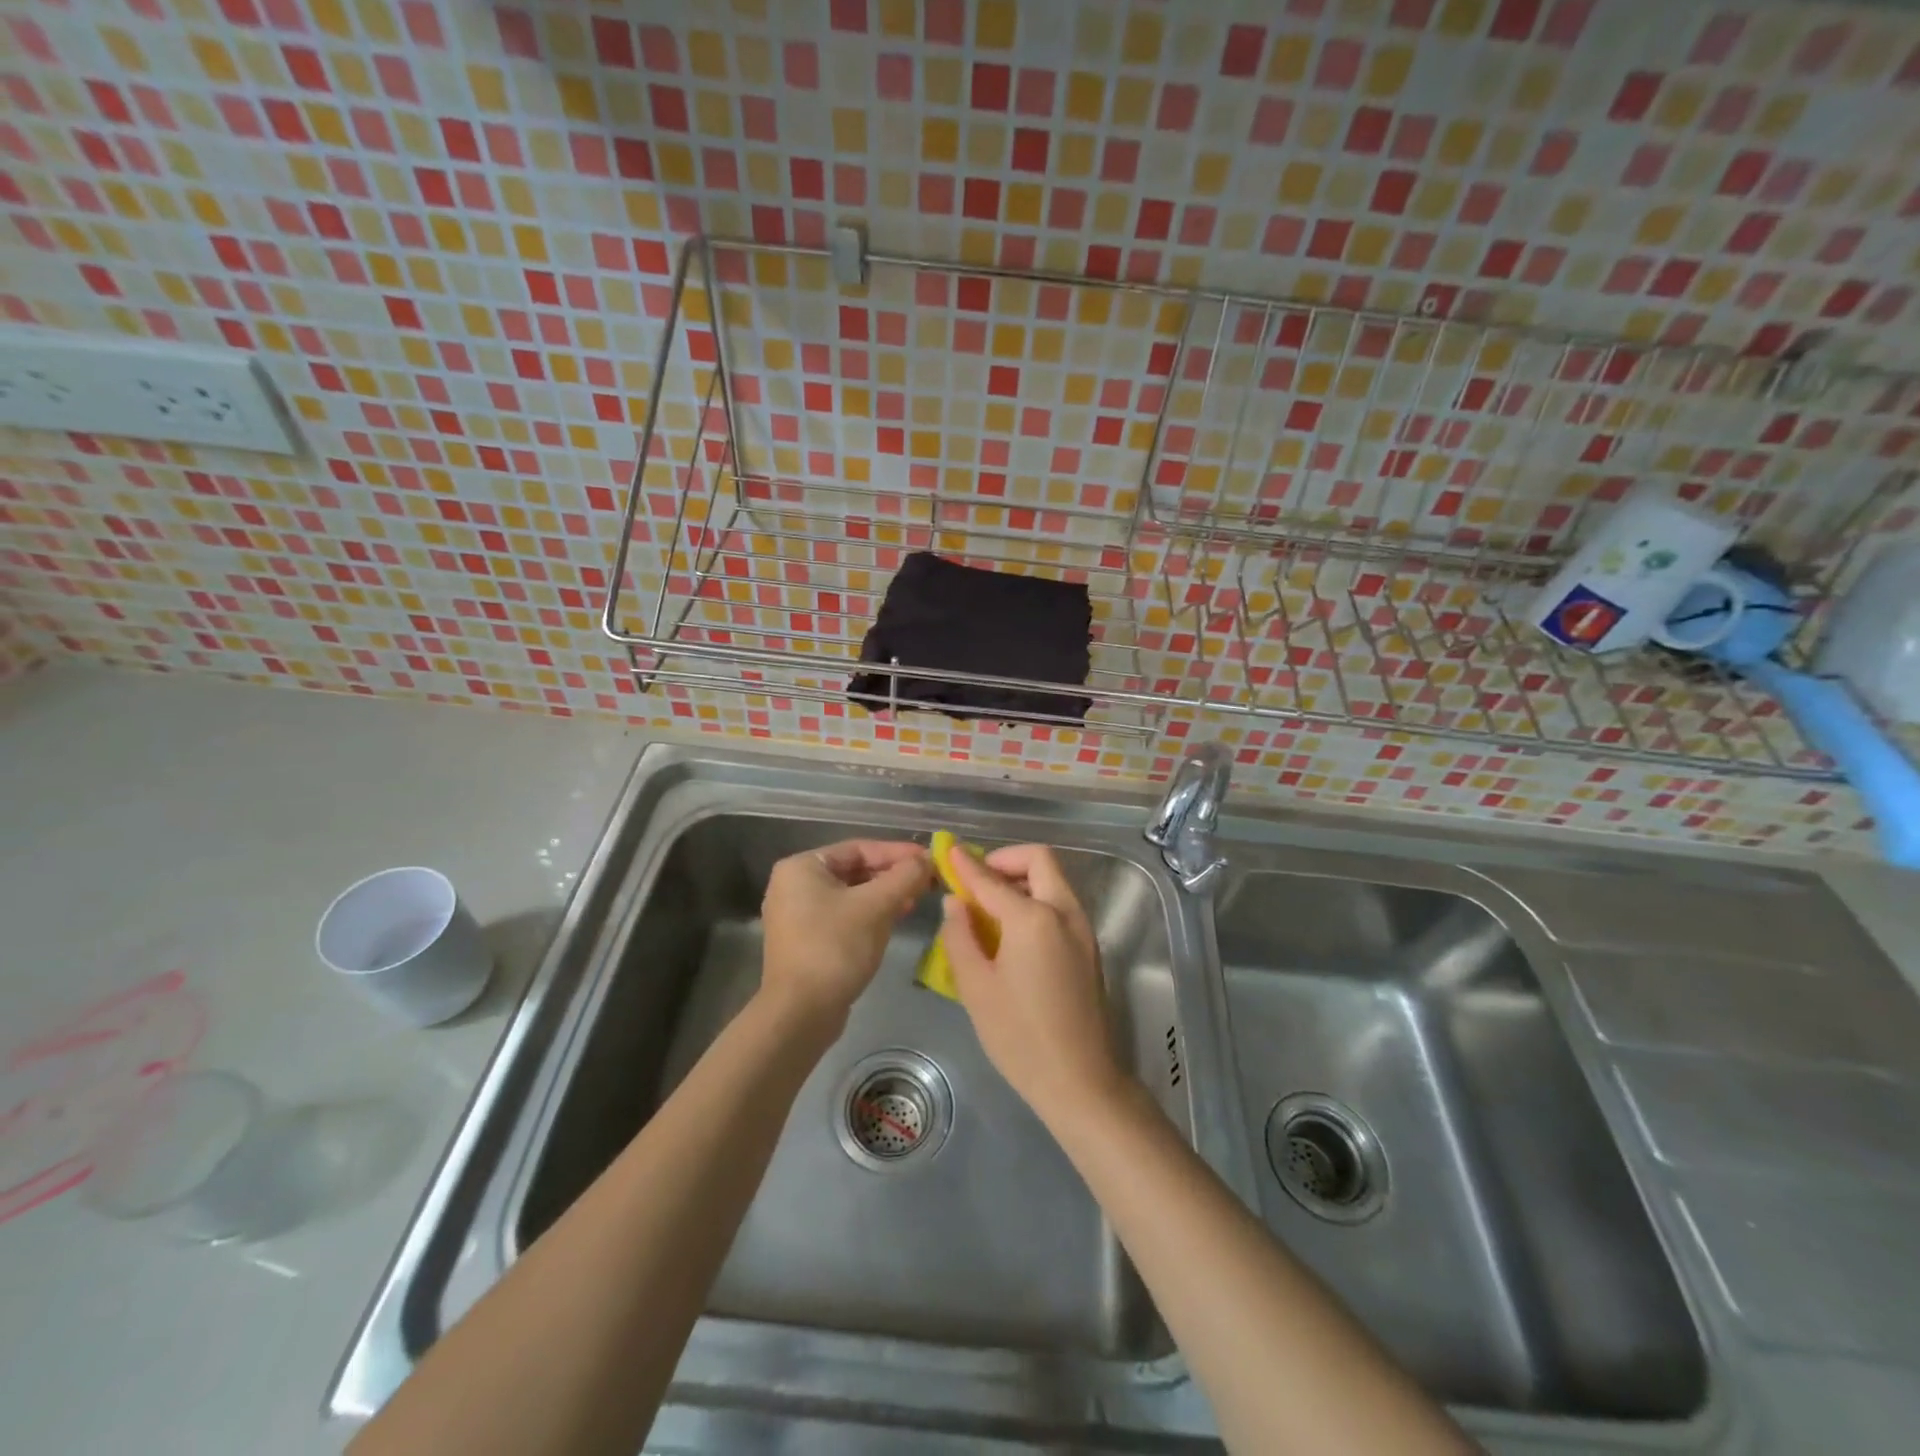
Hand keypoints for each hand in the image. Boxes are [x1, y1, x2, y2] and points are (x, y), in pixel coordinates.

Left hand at [760, 839, 930, 1029]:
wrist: (801, 1013)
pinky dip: (870, 914)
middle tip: (927, 880)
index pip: (859, 848)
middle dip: (892, 875)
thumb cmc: (835, 948)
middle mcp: (794, 885)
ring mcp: (798, 915)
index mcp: (802, 867)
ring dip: (885, 895)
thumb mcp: (875, 907)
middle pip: (854, 870)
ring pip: (851, 895)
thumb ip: (904, 877)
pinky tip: (895, 919)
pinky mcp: (807, 940)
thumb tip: (928, 859)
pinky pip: (844, 916)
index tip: (929, 859)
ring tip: (917, 899)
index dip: (897, 852)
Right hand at [939, 844, 1126, 1119]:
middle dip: (1005, 860)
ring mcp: (1083, 929)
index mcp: (1033, 918)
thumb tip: (956, 902)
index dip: (966, 865)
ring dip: (1023, 880)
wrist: (1080, 1080)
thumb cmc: (1019, 1036)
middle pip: (1039, 861)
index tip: (948, 850)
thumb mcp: (976, 987)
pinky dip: (1036, 900)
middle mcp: (1064, 912)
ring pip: (1054, 881)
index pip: (992, 879)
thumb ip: (960, 936)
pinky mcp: (1089, 947)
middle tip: (977, 881)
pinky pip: (1061, 905)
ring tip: (990, 907)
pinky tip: (1013, 931)